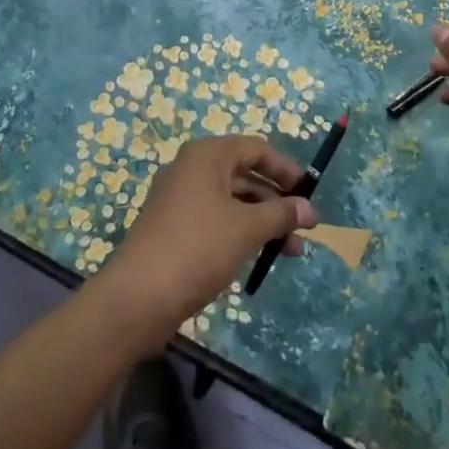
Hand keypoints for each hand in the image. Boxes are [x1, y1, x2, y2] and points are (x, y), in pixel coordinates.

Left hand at [93, 136, 315, 348]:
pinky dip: (240, 233)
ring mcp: (179, 200)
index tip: (310, 193)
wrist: (137, 298)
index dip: (286, 169)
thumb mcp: (247, 228)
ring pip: (232, 202)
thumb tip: (311, 209)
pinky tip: (258, 258)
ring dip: (262, 222)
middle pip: (244, 175)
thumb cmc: (197, 248)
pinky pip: (216, 221)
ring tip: (291, 252)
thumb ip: (281, 214)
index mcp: (207, 155)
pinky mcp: (173, 229)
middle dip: (277, 201)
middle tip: (304, 228)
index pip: (256, 149)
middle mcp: (192, 169)